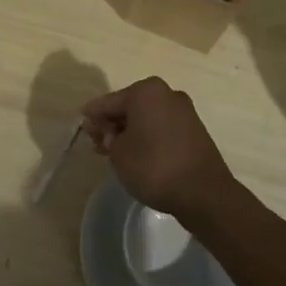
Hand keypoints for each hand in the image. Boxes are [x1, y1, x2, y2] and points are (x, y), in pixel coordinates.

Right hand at [80, 77, 236, 220]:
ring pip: (146, 119)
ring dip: (128, 132)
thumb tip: (107, 131)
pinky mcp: (194, 132)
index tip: (82, 124)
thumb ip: (106, 137)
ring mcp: (184, 113)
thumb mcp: (118, 152)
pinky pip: (161, 129)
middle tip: (96, 142)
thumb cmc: (153, 166)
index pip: (110, 101)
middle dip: (112, 124)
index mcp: (146, 91)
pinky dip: (146, 138)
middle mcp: (167, 94)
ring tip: (112, 152)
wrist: (204, 194)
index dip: (93, 114)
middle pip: (130, 107)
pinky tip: (135, 155)